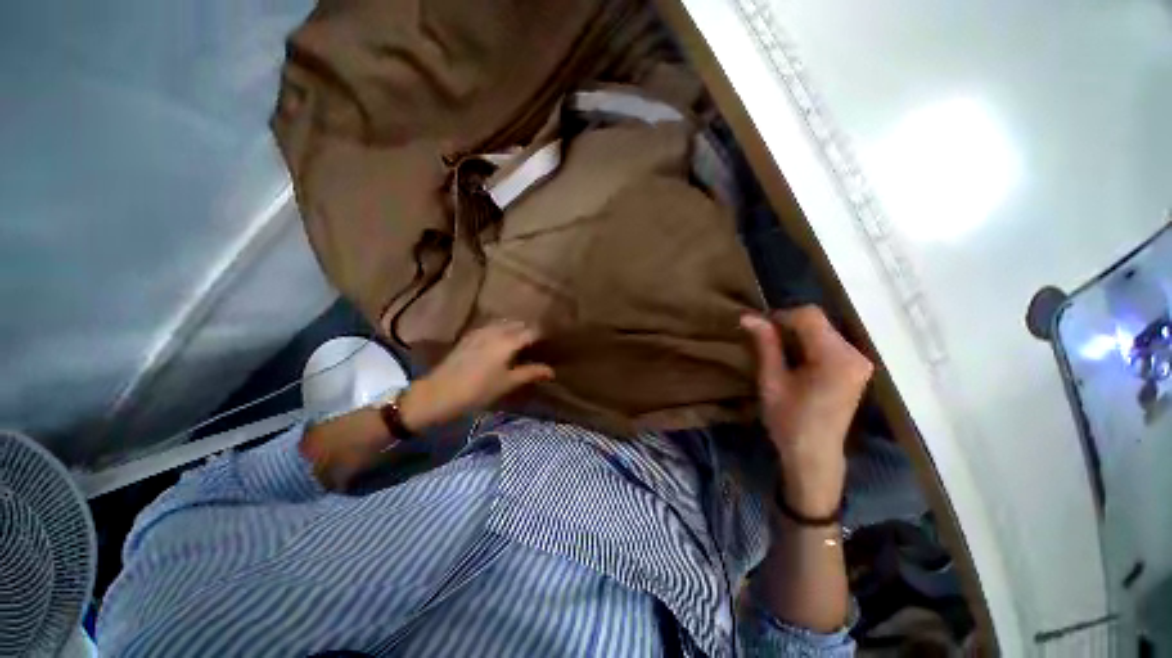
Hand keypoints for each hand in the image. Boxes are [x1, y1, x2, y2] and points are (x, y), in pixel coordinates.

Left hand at [399, 320, 553, 430]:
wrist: (438, 393)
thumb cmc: (477, 390)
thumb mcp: (507, 383)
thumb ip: (530, 373)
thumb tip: (552, 371)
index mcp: (507, 341)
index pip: (532, 331)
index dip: (543, 336)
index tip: (551, 344)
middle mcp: (495, 331)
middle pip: (519, 324)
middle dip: (530, 331)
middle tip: (538, 345)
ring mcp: (480, 331)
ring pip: (505, 323)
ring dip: (516, 329)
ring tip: (523, 342)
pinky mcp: (470, 336)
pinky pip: (492, 326)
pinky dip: (502, 330)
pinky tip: (502, 341)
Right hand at [741, 306, 872, 516]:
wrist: (815, 454)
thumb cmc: (789, 420)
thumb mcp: (771, 380)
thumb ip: (765, 344)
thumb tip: (748, 316)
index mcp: (835, 358)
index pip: (809, 316)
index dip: (781, 316)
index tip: (759, 329)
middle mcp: (855, 354)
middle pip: (818, 321)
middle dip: (788, 325)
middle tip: (764, 341)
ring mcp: (859, 361)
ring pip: (823, 329)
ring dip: (797, 334)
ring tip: (776, 351)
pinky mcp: (857, 368)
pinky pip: (830, 342)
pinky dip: (808, 343)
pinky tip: (795, 359)